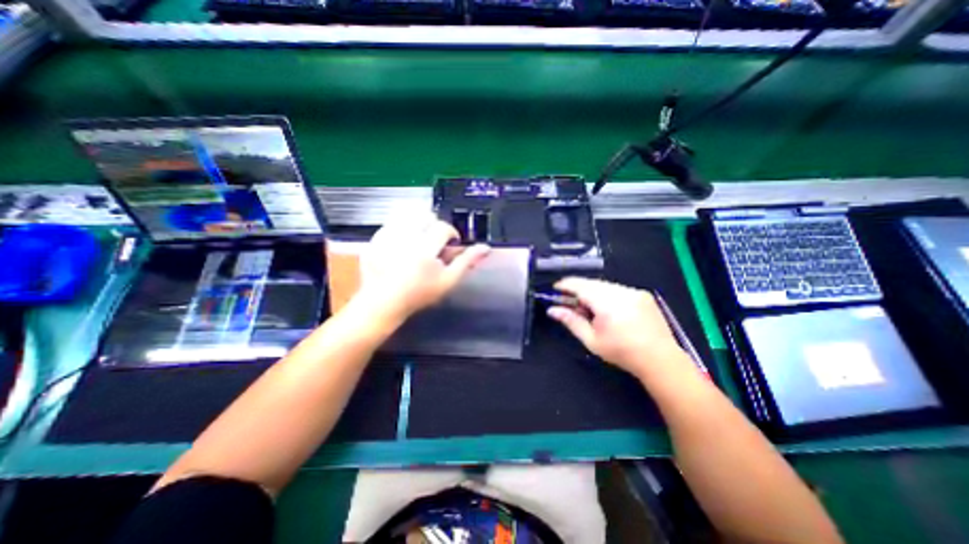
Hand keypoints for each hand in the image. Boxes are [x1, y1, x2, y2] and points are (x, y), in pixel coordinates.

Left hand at [354, 211, 492, 322]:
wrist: (385, 302)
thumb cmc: (419, 294)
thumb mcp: (448, 280)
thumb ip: (467, 261)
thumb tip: (486, 247)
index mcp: (425, 249)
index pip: (443, 227)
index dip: (450, 233)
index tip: (449, 243)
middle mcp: (405, 239)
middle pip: (425, 215)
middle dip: (433, 226)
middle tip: (433, 242)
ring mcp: (386, 238)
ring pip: (407, 215)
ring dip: (417, 224)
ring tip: (418, 240)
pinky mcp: (374, 239)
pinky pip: (391, 222)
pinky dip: (401, 228)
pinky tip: (402, 242)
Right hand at [549, 279, 692, 380]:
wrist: (660, 359)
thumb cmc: (621, 352)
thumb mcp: (591, 340)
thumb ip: (571, 321)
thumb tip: (552, 310)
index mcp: (607, 303)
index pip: (580, 286)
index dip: (565, 285)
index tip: (555, 289)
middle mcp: (621, 292)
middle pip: (592, 283)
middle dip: (579, 290)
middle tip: (571, 303)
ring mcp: (633, 291)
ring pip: (604, 285)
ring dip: (593, 292)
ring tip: (591, 309)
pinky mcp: (642, 294)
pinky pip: (617, 289)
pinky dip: (607, 294)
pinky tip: (609, 310)